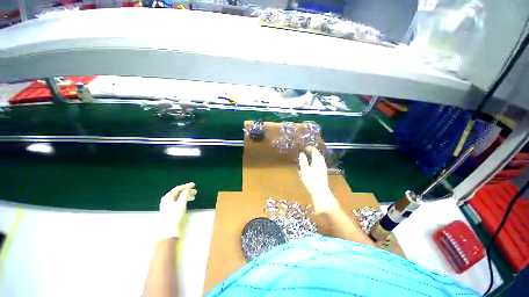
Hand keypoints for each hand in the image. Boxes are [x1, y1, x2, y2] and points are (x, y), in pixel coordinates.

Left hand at [158, 182, 196, 238]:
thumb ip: (185, 193)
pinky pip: (179, 202)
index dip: (186, 186)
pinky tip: (188, 202)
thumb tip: (189, 186)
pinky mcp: (171, 210)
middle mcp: (167, 200)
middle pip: (178, 193)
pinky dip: (184, 200)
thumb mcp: (181, 203)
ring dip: (187, 196)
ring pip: (179, 197)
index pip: (178, 188)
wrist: (169, 230)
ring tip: (194, 197)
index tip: (194, 184)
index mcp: (167, 197)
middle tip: (195, 192)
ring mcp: (168, 205)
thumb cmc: (174, 215)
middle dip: (187, 191)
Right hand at [299, 146, 338, 213]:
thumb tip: (302, 153)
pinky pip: (317, 163)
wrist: (320, 192)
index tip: (302, 147)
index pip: (314, 150)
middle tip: (302, 152)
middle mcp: (321, 161)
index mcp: (318, 159)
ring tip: (304, 158)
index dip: (308, 147)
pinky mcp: (322, 172)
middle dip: (309, 152)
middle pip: (316, 154)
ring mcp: (323, 167)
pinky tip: (308, 166)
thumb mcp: (304, 169)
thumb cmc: (311, 180)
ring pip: (316, 159)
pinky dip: (312, 162)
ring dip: (310, 157)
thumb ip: (303, 160)